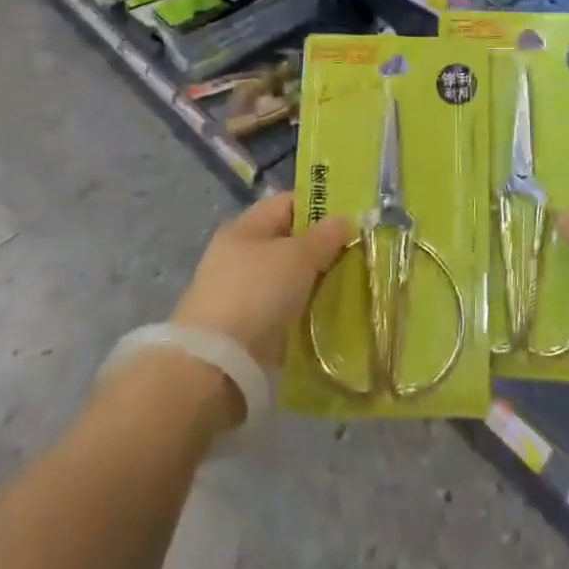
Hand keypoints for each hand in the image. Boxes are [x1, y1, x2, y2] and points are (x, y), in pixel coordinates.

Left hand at [173, 193, 351, 369]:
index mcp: (246, 226)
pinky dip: (301, 311)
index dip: (320, 207)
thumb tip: (344, 219)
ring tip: (346, 289)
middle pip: (289, 241)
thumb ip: (325, 236)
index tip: (351, 222)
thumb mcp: (299, 257)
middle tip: (354, 258)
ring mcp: (239, 292)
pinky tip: (324, 317)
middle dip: (321, 249)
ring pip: (287, 278)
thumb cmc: (257, 293)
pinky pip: (281, 309)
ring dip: (313, 283)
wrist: (214, 365)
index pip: (288, 203)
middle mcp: (239, 254)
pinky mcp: (243, 328)